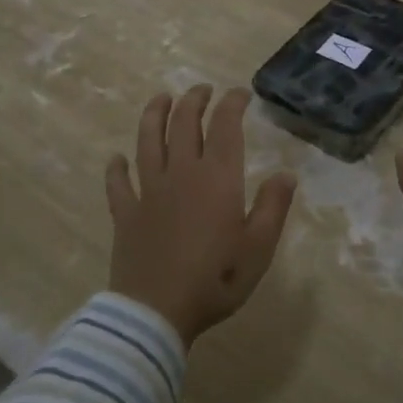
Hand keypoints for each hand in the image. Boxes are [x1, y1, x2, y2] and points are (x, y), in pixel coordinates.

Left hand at [105, 85, 297, 345]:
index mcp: (217, 178)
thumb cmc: (216, 279)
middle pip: (183, 124)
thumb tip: (286, 173)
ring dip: (154, 115)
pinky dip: (116, 167)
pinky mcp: (125, 212)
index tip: (239, 93)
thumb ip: (273, 206)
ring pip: (148, 141)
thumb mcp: (259, 248)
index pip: (224, 126)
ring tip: (161, 99)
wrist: (157, 311)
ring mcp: (148, 191)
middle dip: (193, 100)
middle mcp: (181, 173)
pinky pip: (118, 183)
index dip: (232, 104)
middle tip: (202, 90)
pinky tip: (116, 158)